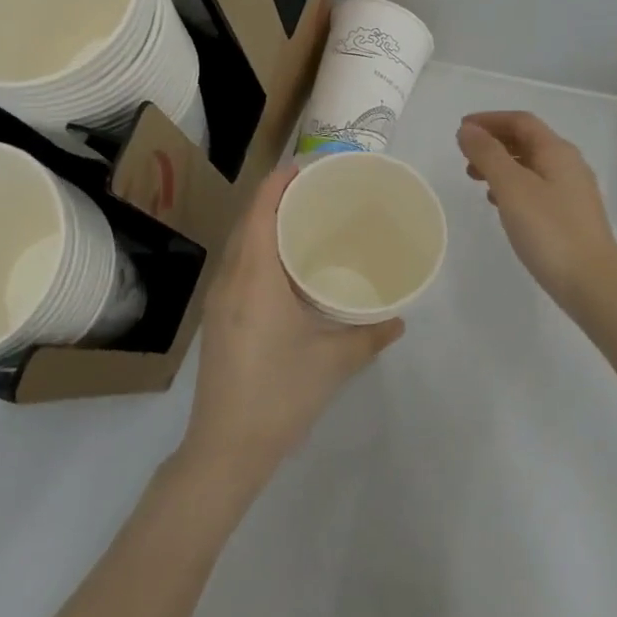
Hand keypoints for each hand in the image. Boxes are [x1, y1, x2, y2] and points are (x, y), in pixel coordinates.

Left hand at [181, 165, 403, 489]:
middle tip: (316, 189)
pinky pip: (237, 264)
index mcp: (255, 276)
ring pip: (240, 242)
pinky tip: (283, 263)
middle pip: (249, 220)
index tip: (308, 166)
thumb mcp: (334, 362)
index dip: (280, 181)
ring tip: (303, 218)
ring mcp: (219, 300)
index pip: (261, 210)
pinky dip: (258, 247)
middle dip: (277, 196)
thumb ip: (370, 335)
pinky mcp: (218, 318)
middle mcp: (231, 279)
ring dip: (265, 221)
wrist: (225, 449)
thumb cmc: (281, 394)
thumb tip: (399, 319)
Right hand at [457, 111, 616, 315]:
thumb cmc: (550, 231)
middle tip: (465, 157)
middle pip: (527, 141)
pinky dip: (514, 187)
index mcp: (557, 151)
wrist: (594, 285)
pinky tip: (501, 205)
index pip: (521, 121)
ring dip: (502, 166)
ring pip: (531, 166)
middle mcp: (569, 165)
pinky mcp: (572, 216)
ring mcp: (573, 192)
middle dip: (494, 143)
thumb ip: (488, 155)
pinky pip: (537, 188)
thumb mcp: (512, 188)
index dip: (490, 120)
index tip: (462, 130)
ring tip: (476, 180)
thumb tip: (468, 130)